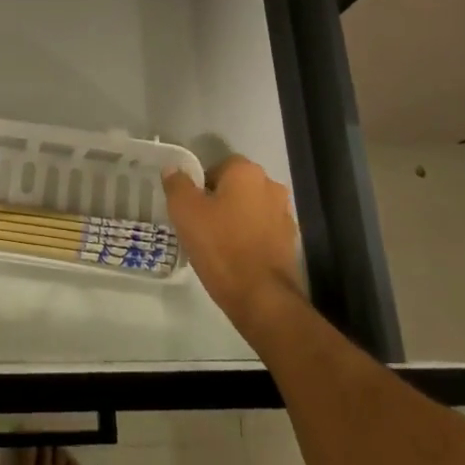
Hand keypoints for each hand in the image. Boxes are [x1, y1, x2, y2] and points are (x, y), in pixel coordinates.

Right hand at [162, 155, 303, 333]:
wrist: (261, 297)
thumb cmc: (220, 246)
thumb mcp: (185, 212)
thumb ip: (177, 184)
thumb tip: (174, 169)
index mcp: (247, 172)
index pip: (218, 166)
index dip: (201, 185)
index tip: (191, 208)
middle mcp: (271, 186)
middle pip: (236, 187)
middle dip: (219, 201)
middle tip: (200, 225)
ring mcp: (284, 215)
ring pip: (250, 209)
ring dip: (236, 219)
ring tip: (217, 244)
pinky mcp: (290, 242)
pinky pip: (262, 231)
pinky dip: (249, 238)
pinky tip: (236, 258)